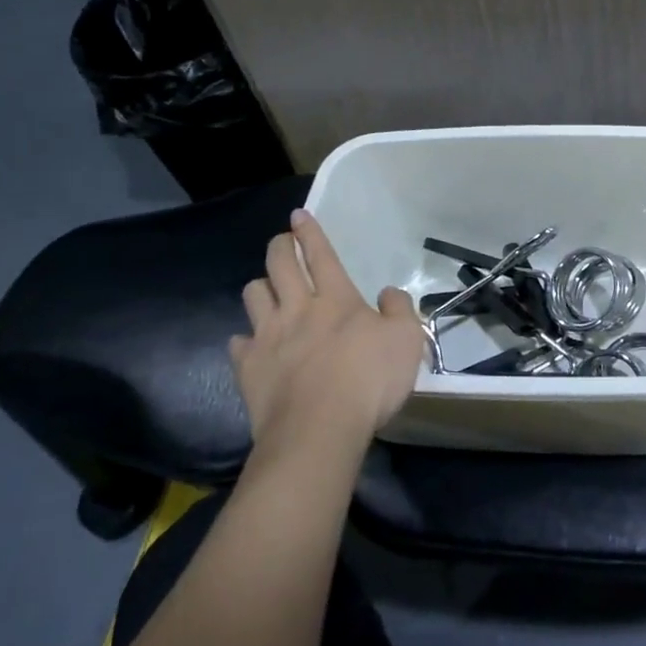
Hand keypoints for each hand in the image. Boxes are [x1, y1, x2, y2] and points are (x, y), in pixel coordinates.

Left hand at [230, 210, 425, 457]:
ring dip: (260, 287)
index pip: (321, 254)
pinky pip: (238, 343)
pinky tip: (251, 345)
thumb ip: (400, 310)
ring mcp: (268, 337)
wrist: (319, 430)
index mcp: (336, 298)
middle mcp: (297, 308)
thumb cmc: (369, 381)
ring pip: (253, 295)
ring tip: (268, 291)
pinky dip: (244, 340)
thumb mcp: (407, 341)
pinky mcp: (248, 367)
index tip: (298, 215)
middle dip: (279, 246)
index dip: (310, 232)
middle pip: (279, 264)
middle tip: (282, 242)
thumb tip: (389, 292)